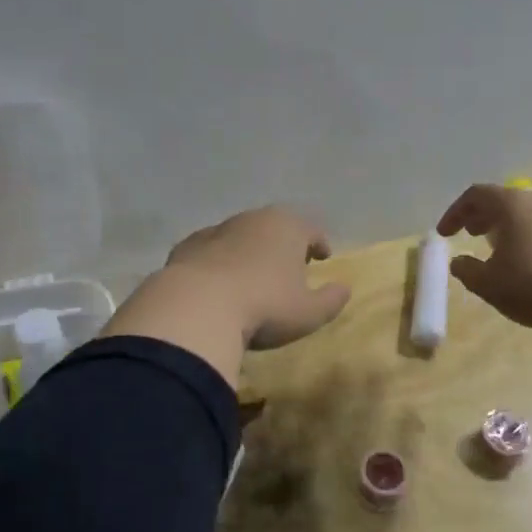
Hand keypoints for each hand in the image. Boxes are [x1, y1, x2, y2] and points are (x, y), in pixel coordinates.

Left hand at [163, 206, 351, 349]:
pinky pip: (211, 251)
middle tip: (289, 264)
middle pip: (275, 226)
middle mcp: (253, 219)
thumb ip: (331, 299)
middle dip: (283, 242)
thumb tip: (344, 288)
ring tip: (252, 274)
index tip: (322, 257)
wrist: (197, 306)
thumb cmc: (264, 306)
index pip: (311, 229)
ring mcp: (216, 230)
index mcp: (287, 227)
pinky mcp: (187, 246)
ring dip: (249, 250)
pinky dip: (218, 261)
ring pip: (241, 235)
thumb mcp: (309, 312)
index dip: (319, 243)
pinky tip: (217, 281)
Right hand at [436, 184, 531, 340]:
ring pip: (526, 213)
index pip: (476, 195)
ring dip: (506, 227)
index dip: (455, 213)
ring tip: (497, 249)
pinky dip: (527, 236)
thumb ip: (467, 270)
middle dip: (481, 216)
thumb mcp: (488, 284)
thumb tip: (459, 262)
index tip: (444, 234)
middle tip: (469, 235)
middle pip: (503, 200)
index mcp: (512, 204)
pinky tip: (526, 261)